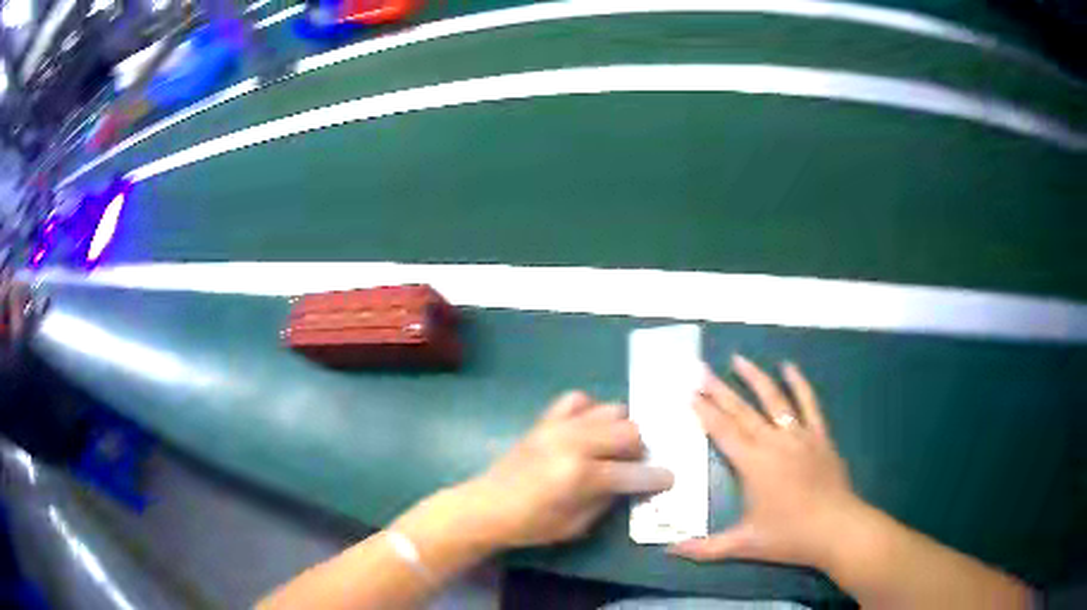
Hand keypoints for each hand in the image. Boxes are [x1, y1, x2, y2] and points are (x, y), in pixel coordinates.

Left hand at [466, 391, 673, 547]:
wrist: (485, 506)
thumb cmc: (530, 525)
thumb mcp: (576, 526)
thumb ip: (607, 500)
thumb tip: (630, 482)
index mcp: (582, 476)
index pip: (634, 472)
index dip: (657, 477)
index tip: (670, 478)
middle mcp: (575, 443)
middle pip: (629, 431)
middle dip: (641, 449)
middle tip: (636, 464)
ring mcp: (559, 426)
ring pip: (610, 410)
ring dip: (620, 429)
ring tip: (614, 446)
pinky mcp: (545, 420)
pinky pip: (577, 399)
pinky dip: (590, 411)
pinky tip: (588, 428)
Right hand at [670, 355, 864, 568]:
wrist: (837, 529)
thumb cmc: (789, 536)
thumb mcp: (743, 545)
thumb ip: (704, 548)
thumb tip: (668, 552)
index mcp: (754, 464)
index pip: (723, 432)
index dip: (704, 411)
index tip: (688, 392)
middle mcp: (774, 442)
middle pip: (742, 411)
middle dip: (719, 389)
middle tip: (700, 369)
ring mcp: (800, 436)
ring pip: (774, 400)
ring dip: (755, 378)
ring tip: (738, 359)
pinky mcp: (820, 436)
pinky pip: (808, 404)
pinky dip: (799, 384)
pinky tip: (789, 366)